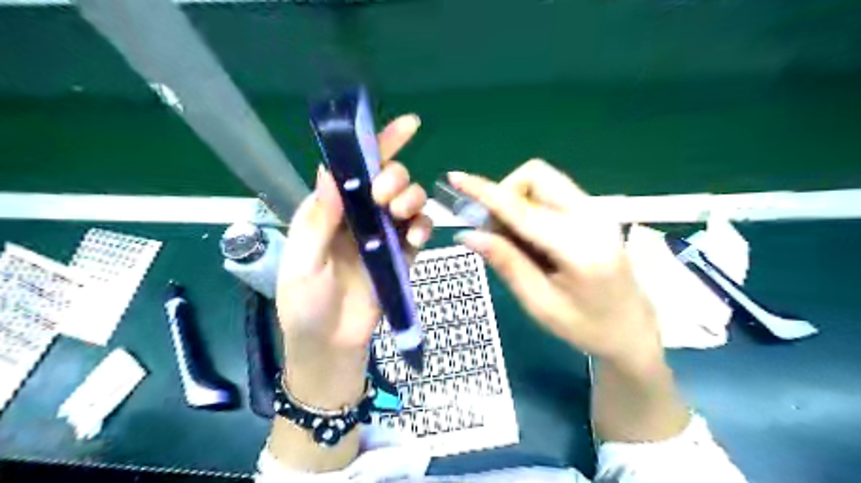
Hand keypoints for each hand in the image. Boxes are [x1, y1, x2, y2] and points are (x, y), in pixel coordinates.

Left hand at [279, 113, 433, 406]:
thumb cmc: (306, 305)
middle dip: (394, 178)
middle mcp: (360, 216)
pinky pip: (420, 232)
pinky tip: (417, 238)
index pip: (354, 168)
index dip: (378, 144)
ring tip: (400, 216)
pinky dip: (424, 228)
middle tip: (384, 198)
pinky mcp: (402, 256)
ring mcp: (384, 236)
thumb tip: (329, 172)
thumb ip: (317, 221)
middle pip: (388, 179)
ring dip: (412, 200)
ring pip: (409, 201)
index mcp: (331, 210)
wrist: (330, 345)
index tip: (407, 125)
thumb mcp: (303, 263)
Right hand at [447, 159, 660, 372]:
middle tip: (495, 230)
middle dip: (505, 193)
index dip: (485, 192)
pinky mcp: (595, 210)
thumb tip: (468, 234)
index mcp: (579, 249)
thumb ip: (506, 263)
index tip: (456, 178)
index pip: (522, 210)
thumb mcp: (539, 304)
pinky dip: (530, 204)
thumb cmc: (586, 327)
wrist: (633, 327)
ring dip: (517, 199)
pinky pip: (552, 191)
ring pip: (543, 179)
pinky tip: (531, 235)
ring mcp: (597, 210)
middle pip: (536, 175)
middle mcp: (592, 217)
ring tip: (512, 237)